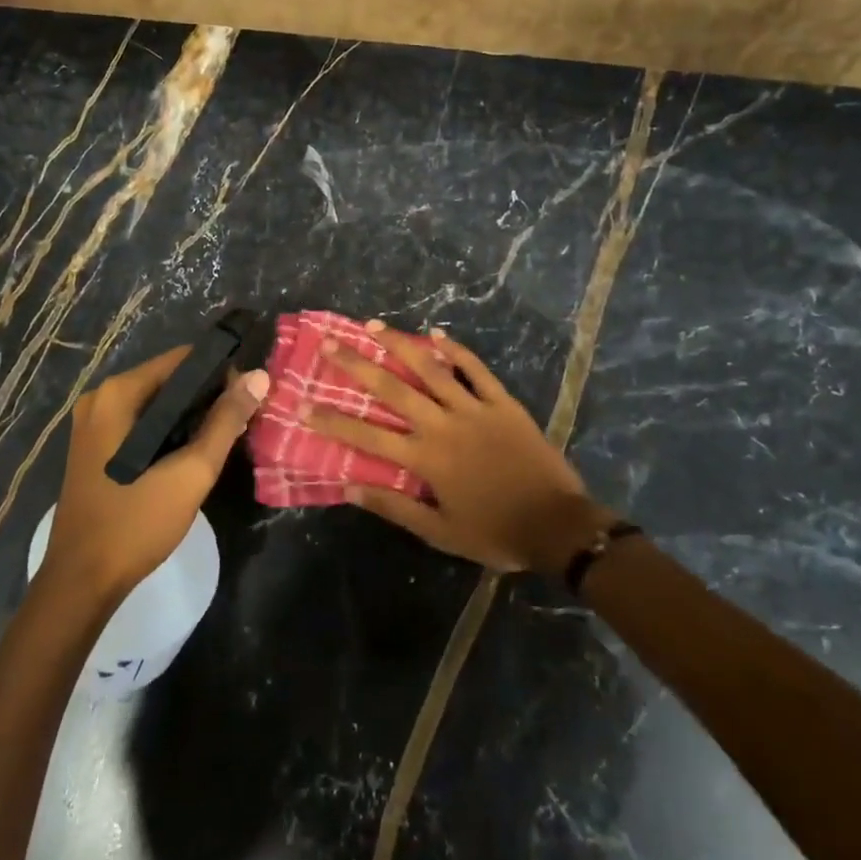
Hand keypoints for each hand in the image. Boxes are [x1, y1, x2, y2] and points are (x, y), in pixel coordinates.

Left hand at [41, 346, 268, 603]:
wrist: (82, 581)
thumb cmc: (136, 522)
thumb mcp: (191, 472)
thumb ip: (225, 422)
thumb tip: (257, 377)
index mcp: (118, 393)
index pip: (181, 360)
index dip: (220, 372)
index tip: (248, 396)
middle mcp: (100, 398)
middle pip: (167, 380)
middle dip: (205, 396)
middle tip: (240, 421)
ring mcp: (92, 423)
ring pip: (154, 404)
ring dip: (188, 416)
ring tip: (222, 437)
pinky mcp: (93, 447)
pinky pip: (139, 423)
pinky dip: (166, 430)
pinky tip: (189, 453)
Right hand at [308, 325, 611, 572]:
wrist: (558, 526)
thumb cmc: (495, 532)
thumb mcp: (440, 532)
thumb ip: (395, 507)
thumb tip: (350, 487)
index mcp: (426, 458)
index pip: (368, 436)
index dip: (332, 421)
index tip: (302, 404)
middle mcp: (443, 425)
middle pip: (393, 389)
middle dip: (358, 365)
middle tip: (331, 343)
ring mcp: (475, 409)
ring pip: (431, 370)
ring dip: (400, 346)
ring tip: (373, 327)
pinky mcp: (503, 403)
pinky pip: (477, 370)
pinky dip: (456, 351)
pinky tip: (436, 334)